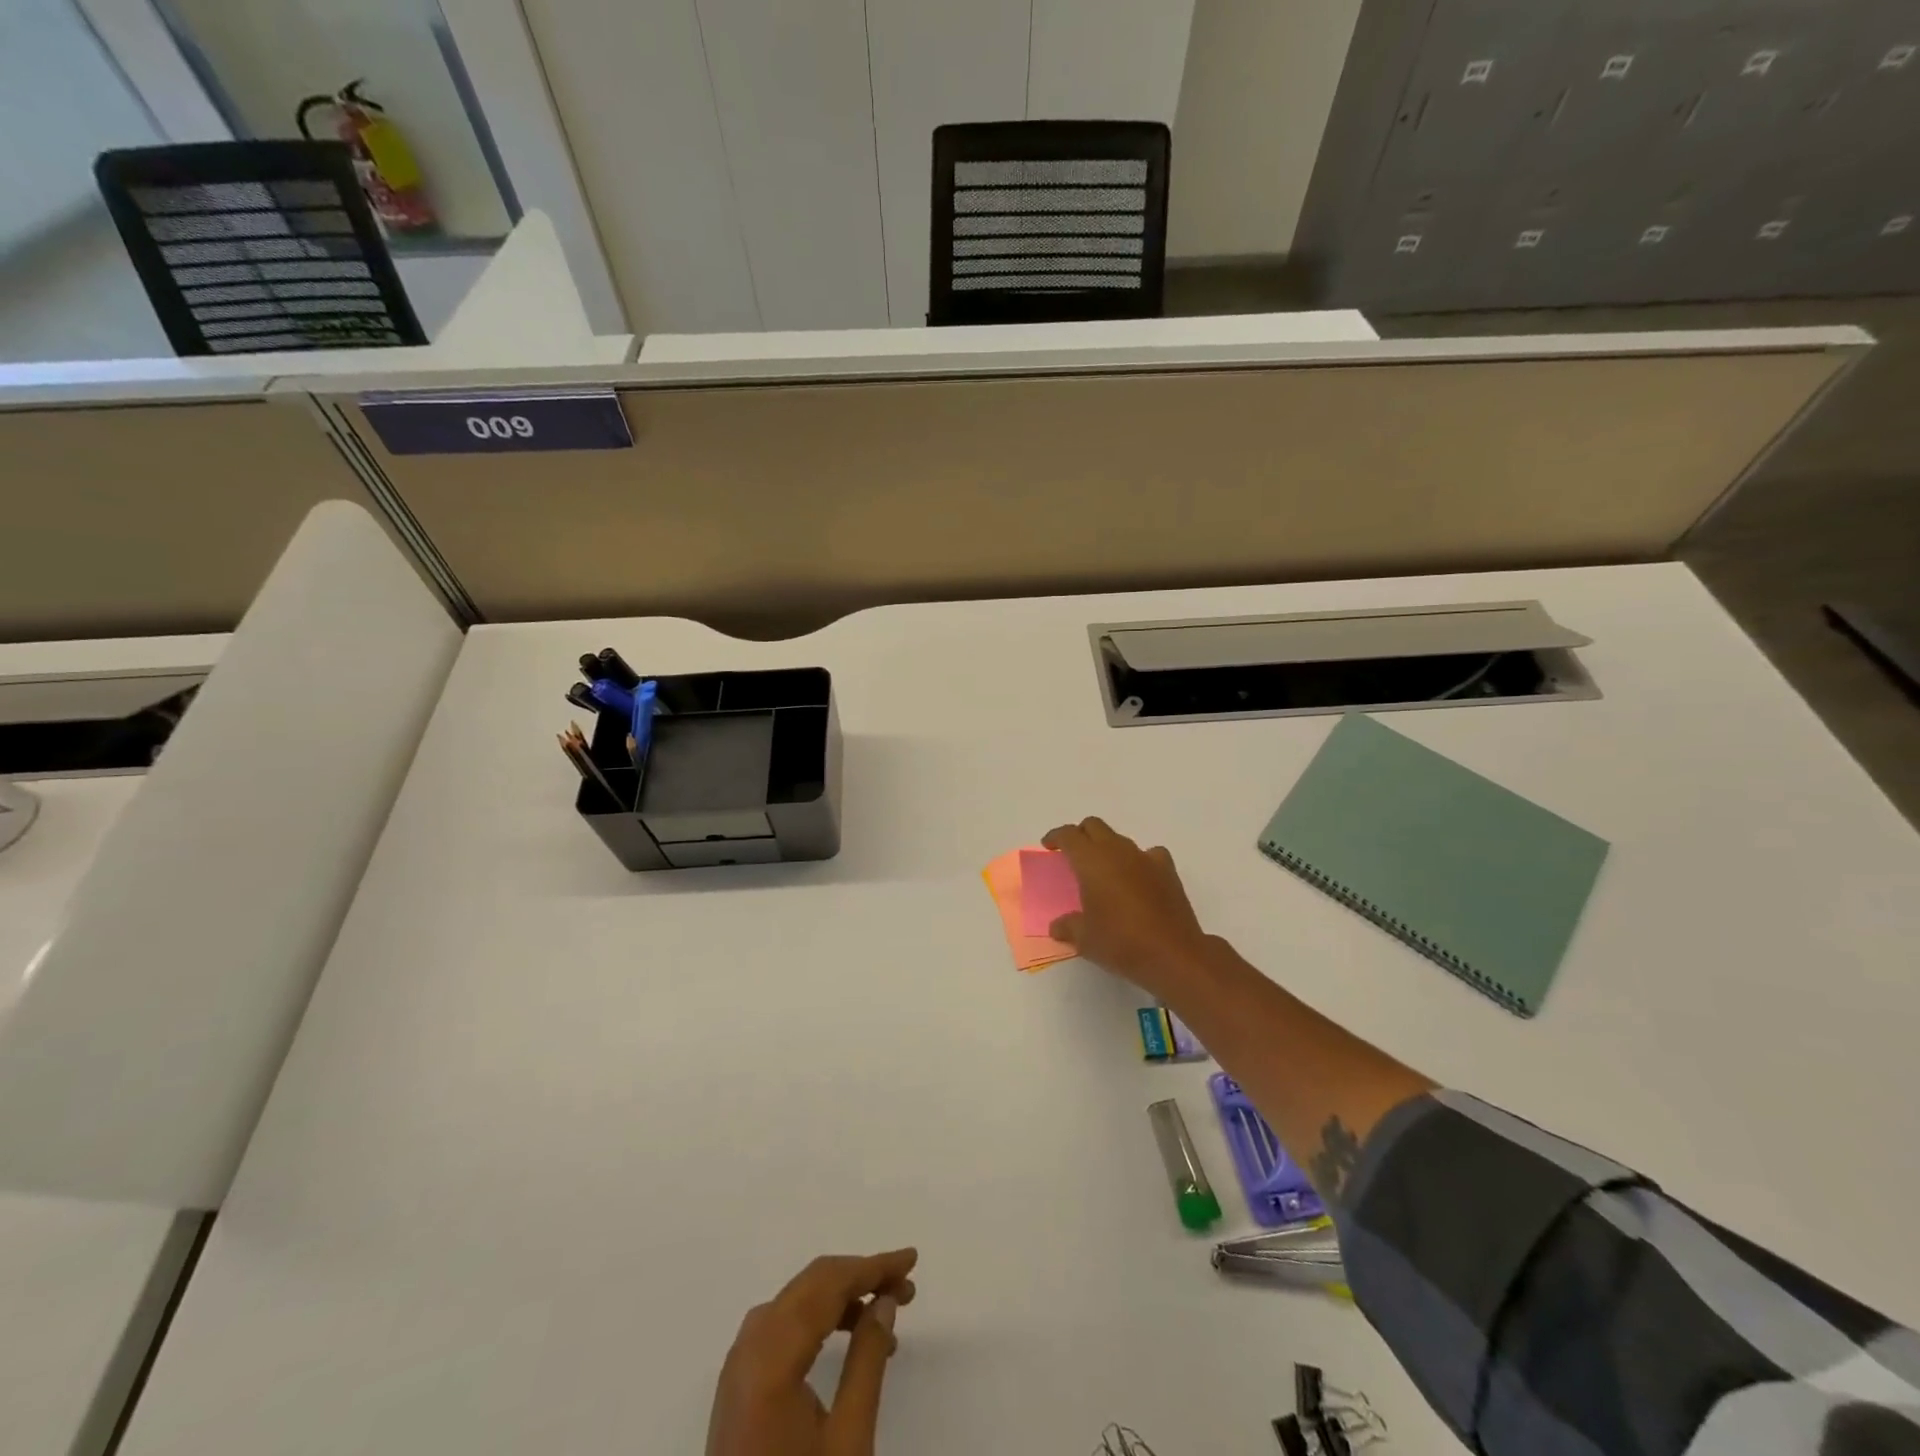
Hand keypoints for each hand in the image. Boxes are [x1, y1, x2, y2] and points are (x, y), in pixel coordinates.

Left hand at [707, 1249, 917, 1455]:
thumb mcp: (849, 1442)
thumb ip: (867, 1360)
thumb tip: (885, 1301)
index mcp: (772, 1357)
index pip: (828, 1284)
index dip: (873, 1266)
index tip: (912, 1260)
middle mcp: (749, 1347)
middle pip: (810, 1285)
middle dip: (860, 1277)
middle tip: (906, 1288)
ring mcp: (737, 1366)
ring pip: (796, 1301)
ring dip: (840, 1296)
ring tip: (886, 1313)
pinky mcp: (737, 1385)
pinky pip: (781, 1326)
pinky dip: (817, 1318)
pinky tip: (847, 1338)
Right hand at [1042, 818, 1211, 998]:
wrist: (1173, 954)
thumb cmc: (1120, 942)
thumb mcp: (1084, 939)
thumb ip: (1068, 926)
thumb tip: (1058, 926)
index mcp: (1091, 861)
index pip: (1069, 835)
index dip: (1056, 837)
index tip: (1049, 846)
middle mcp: (1118, 851)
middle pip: (1094, 826)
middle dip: (1081, 835)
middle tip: (1073, 854)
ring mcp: (1146, 858)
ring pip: (1120, 839)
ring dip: (1108, 848)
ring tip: (1104, 872)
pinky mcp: (1168, 871)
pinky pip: (1149, 854)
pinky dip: (1139, 861)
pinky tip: (1138, 878)